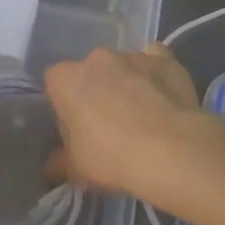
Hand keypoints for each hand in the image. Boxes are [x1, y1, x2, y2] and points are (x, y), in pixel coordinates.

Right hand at [43, 44, 224, 204]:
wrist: (171, 150)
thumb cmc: (111, 157)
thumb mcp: (76, 169)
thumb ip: (60, 162)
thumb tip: (53, 166)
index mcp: (66, 79)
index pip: (55, 83)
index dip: (64, 105)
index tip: (75, 127)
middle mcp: (97, 58)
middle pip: (90, 72)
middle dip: (96, 91)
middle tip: (108, 125)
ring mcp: (133, 55)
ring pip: (123, 66)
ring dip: (126, 83)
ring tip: (142, 116)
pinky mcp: (165, 59)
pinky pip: (155, 61)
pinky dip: (155, 74)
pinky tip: (163, 95)